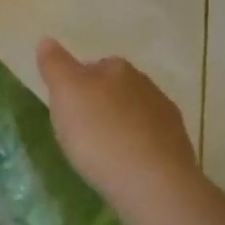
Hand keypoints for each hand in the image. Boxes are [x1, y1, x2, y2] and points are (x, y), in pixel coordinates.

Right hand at [37, 38, 200, 210]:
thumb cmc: (100, 133)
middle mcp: (147, 86)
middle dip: (100, 104)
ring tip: (101, 151)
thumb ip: (55, 65)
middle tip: (79, 128)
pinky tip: (124, 166)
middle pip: (117, 89)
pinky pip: (149, 142)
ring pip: (135, 115)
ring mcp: (167, 119)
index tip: (66, 106)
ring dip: (120, 127)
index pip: (95, 65)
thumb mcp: (65, 93)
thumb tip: (46, 40)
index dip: (78, 84)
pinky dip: (136, 149)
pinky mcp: (178, 150)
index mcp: (118, 69)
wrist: (153, 184)